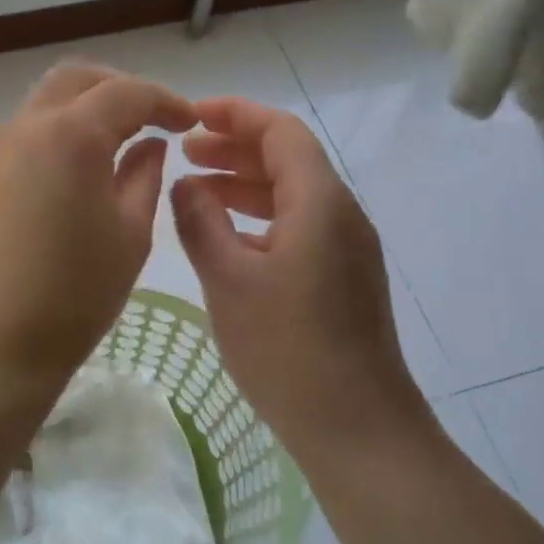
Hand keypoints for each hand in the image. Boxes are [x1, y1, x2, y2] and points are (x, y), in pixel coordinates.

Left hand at [0, 61, 196, 389]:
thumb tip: (150, 144)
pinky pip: (28, 132)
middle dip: (120, 88)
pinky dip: (61, 131)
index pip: (126, 93)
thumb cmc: (76, 293)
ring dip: (87, 107)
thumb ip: (145, 175)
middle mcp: (27, 128)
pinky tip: (81, 170)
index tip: (189, 121)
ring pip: (47, 101)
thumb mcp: (130, 233)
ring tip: (120, 142)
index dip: (165, 101)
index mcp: (70, 136)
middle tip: (152, 118)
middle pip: (77, 79)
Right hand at [171, 97, 427, 458]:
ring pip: (293, 193)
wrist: (358, 429)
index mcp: (319, 201)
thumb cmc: (288, 349)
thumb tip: (185, 184)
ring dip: (246, 183)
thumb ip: (200, 222)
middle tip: (186, 152)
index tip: (190, 117)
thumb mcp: (228, 280)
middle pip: (288, 157)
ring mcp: (348, 247)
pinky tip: (227, 237)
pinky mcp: (345, 277)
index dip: (235, 114)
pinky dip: (261, 217)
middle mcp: (341, 213)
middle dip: (236, 147)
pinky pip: (301, 225)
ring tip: (196, 189)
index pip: (280, 131)